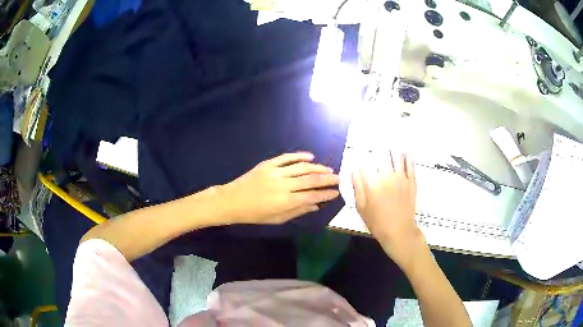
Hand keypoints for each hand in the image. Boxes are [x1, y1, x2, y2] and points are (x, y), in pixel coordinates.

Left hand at [219, 152, 339, 224]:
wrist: (232, 201)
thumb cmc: (255, 214)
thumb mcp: (277, 219)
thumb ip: (298, 211)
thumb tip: (316, 206)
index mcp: (285, 201)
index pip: (312, 196)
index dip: (326, 194)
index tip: (336, 192)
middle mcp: (283, 185)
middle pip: (310, 180)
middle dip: (327, 179)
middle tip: (338, 178)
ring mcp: (275, 172)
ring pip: (301, 167)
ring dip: (317, 168)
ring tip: (328, 169)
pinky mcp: (268, 164)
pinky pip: (286, 157)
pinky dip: (299, 156)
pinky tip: (310, 157)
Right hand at [352, 151, 425, 268]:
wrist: (399, 231)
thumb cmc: (377, 222)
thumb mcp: (361, 207)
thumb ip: (357, 187)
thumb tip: (354, 170)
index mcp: (372, 183)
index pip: (366, 162)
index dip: (362, 155)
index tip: (360, 152)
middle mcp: (387, 176)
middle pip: (382, 154)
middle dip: (377, 148)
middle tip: (376, 145)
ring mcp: (401, 177)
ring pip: (397, 155)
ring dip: (392, 149)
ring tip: (389, 145)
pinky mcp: (411, 181)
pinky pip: (410, 163)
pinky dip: (406, 156)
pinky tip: (403, 153)